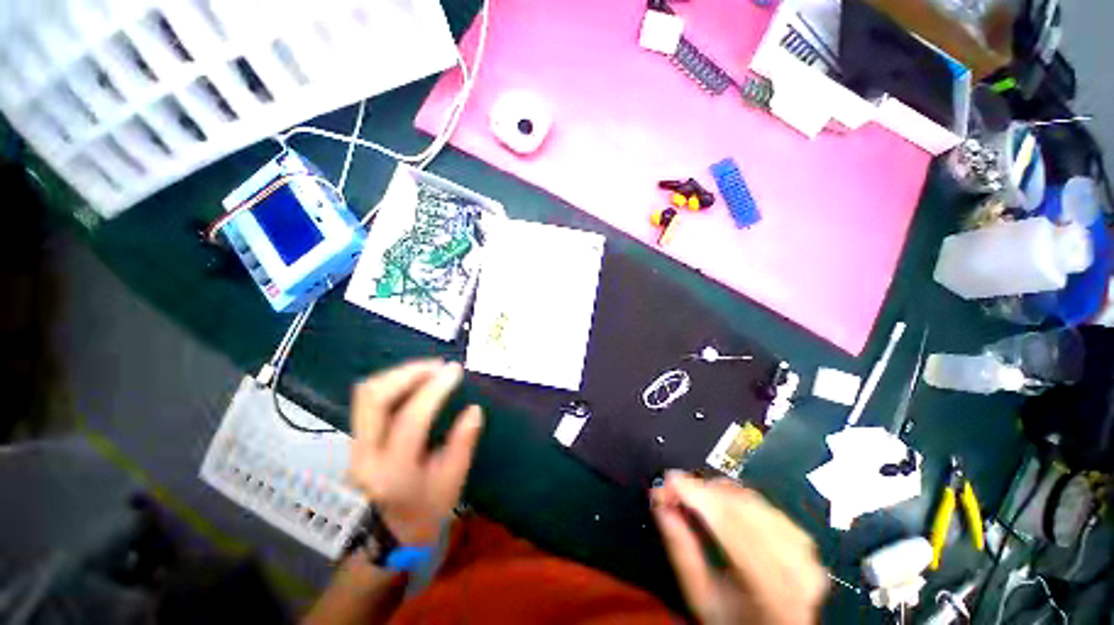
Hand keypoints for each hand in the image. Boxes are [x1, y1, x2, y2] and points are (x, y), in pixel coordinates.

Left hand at [348, 360, 483, 544]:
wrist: (391, 533)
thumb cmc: (428, 508)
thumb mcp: (453, 481)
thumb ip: (463, 443)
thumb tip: (474, 408)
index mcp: (393, 471)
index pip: (410, 419)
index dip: (434, 390)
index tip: (455, 372)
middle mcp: (366, 455)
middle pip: (373, 398)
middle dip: (408, 373)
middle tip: (438, 366)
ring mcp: (356, 445)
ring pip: (367, 393)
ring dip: (399, 374)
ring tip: (429, 369)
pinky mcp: (358, 437)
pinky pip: (370, 398)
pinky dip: (393, 382)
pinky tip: (416, 380)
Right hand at [651, 472, 827, 624]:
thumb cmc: (733, 621)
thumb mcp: (700, 596)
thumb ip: (680, 549)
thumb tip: (660, 502)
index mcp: (772, 591)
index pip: (731, 526)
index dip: (698, 495)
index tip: (669, 479)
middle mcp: (797, 567)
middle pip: (743, 509)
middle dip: (702, 490)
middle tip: (674, 487)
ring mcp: (806, 552)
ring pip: (753, 501)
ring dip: (717, 492)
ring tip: (693, 496)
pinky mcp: (805, 540)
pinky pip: (764, 505)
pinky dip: (736, 497)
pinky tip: (720, 502)